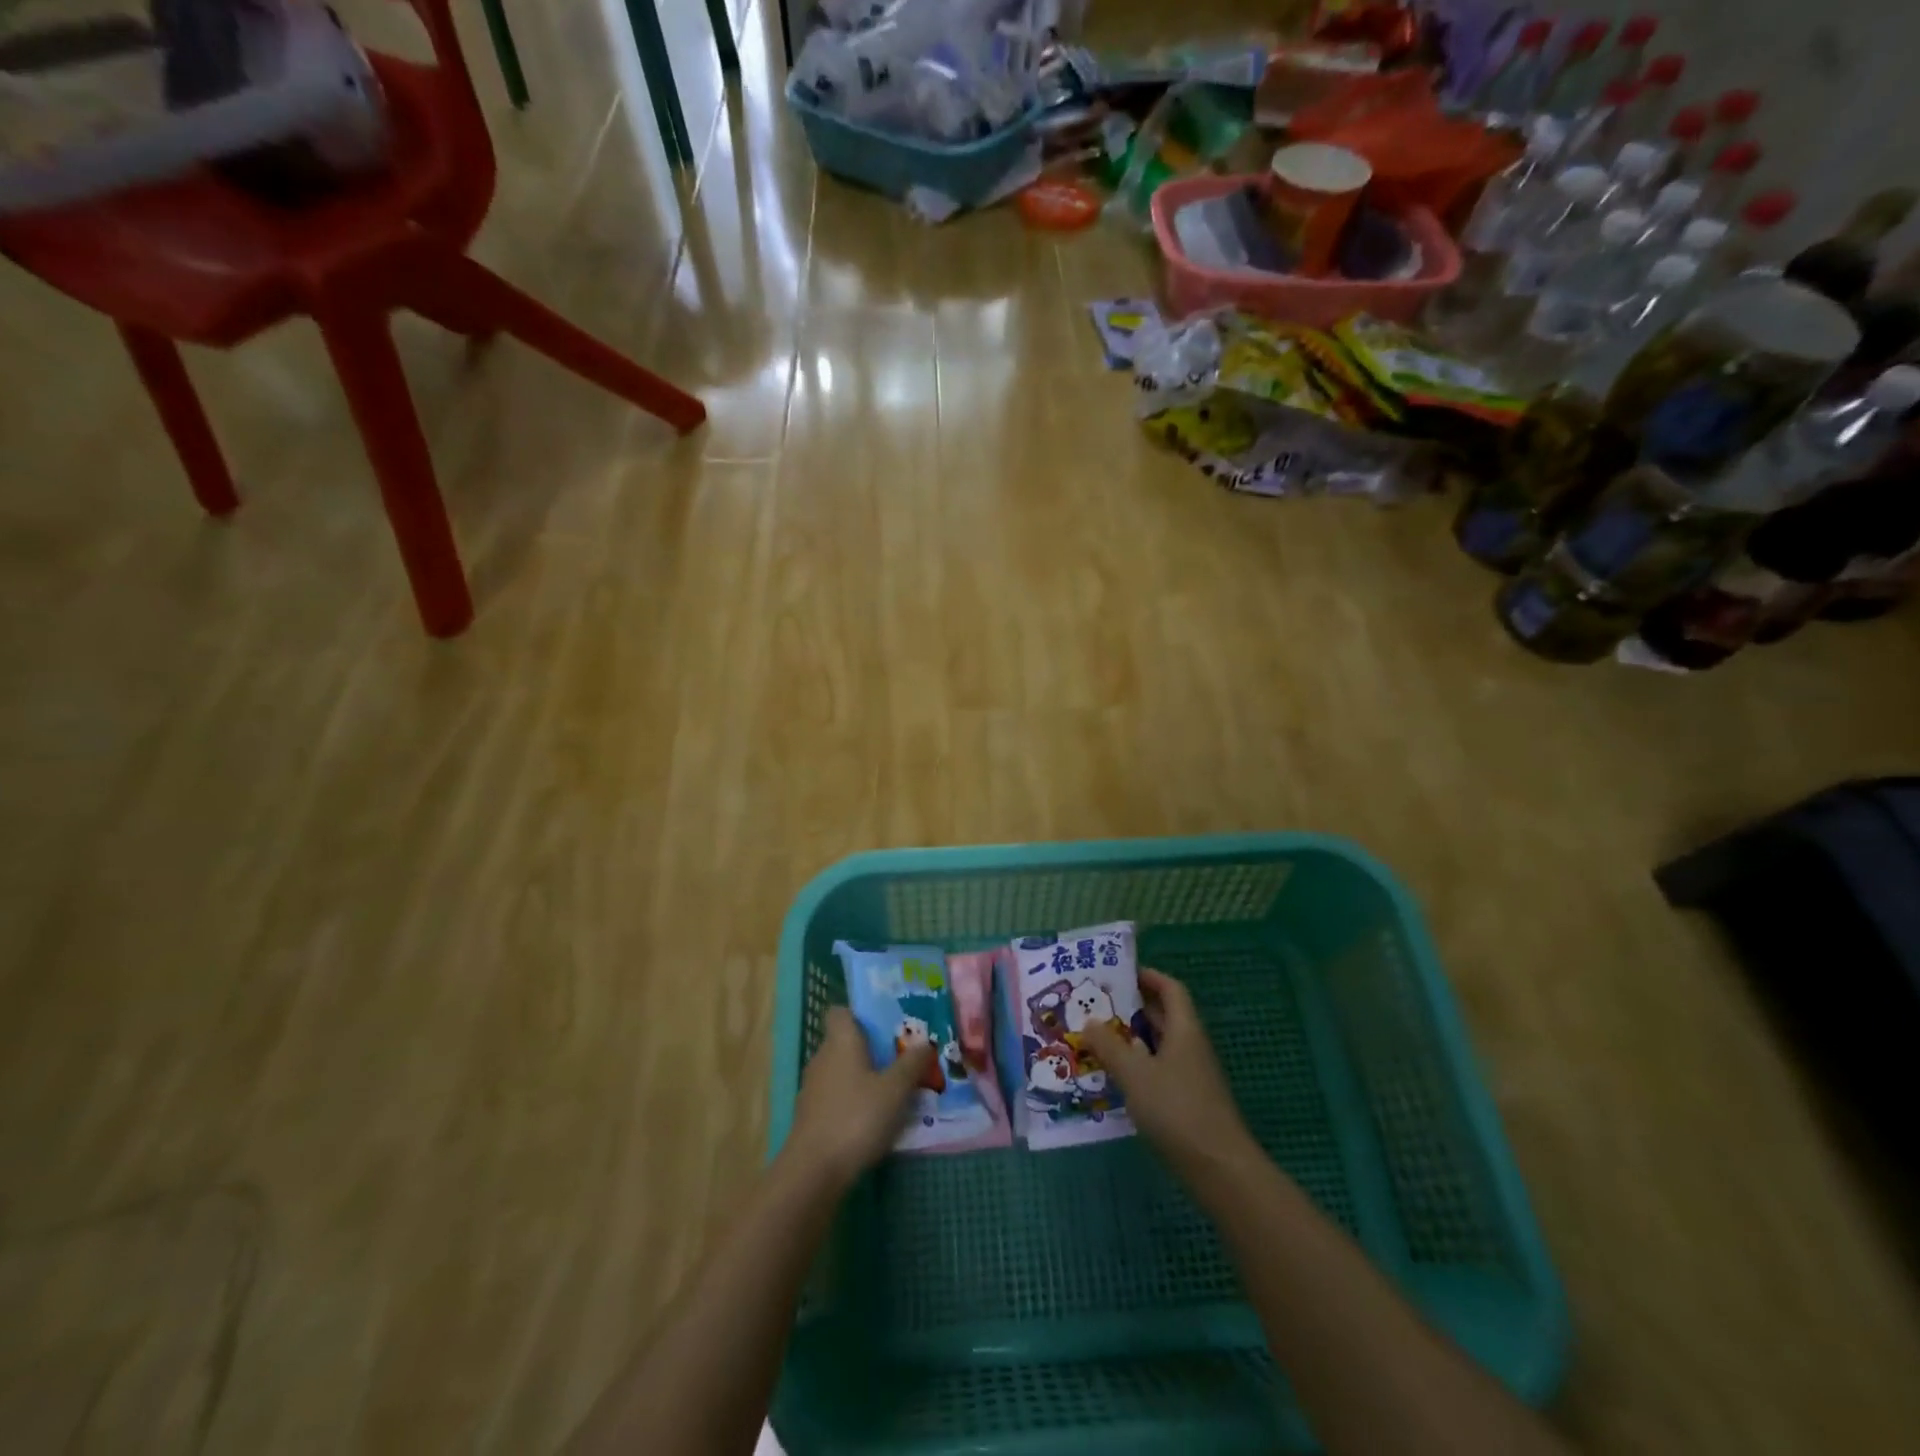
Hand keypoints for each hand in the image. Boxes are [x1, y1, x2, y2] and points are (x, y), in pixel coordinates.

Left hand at [784, 1007, 934, 1188]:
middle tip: (900, 1058)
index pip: (840, 1012)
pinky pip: (835, 1096)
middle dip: (870, 1048)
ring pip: (840, 1071)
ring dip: (862, 1077)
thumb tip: (926, 1043)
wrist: (814, 1170)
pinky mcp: (810, 1116)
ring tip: (891, 1090)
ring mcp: (813, 1088)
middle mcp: (822, 1057)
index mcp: (841, 1041)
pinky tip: (871, 1119)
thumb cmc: (857, 1117)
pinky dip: (851, 1101)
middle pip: (844, 1042)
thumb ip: (912, 1064)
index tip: (884, 1025)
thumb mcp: (896, 1090)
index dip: (859, 1014)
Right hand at [1082, 968, 1256, 1177]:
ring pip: (1159, 1046)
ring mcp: (1192, 1076)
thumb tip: (1088, 1023)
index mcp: (1185, 1030)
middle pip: (1163, 1016)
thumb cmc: (1177, 1109)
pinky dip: (1138, 1067)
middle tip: (1096, 1005)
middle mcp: (1191, 1046)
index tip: (1118, 974)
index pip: (1170, 989)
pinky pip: (1159, 1071)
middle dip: (1131, 1008)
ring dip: (1131, 1040)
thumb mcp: (1135, 1074)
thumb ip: (1109, 1046)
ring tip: (1096, 1038)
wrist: (1220, 1169)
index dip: (1148, 976)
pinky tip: (1115, 1078)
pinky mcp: (1188, 1102)